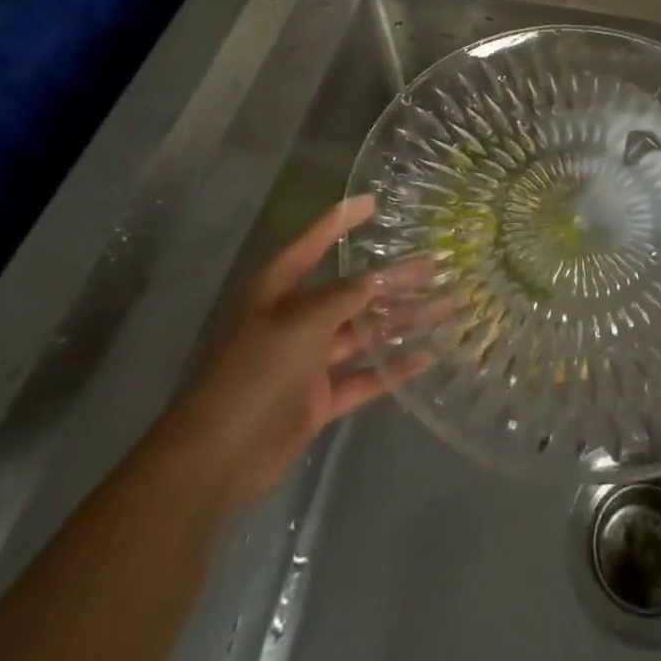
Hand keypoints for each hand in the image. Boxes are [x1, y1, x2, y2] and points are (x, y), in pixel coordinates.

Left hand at [154, 196, 432, 507]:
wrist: (214, 459)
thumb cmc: (254, 372)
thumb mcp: (301, 322)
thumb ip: (343, 298)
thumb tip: (375, 278)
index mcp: (280, 290)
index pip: (315, 242)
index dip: (342, 220)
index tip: (374, 201)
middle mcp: (297, 318)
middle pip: (353, 290)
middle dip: (394, 278)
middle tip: (437, 265)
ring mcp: (309, 360)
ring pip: (364, 332)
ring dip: (402, 321)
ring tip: (446, 309)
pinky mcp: (318, 399)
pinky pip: (363, 377)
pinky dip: (392, 368)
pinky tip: (426, 357)